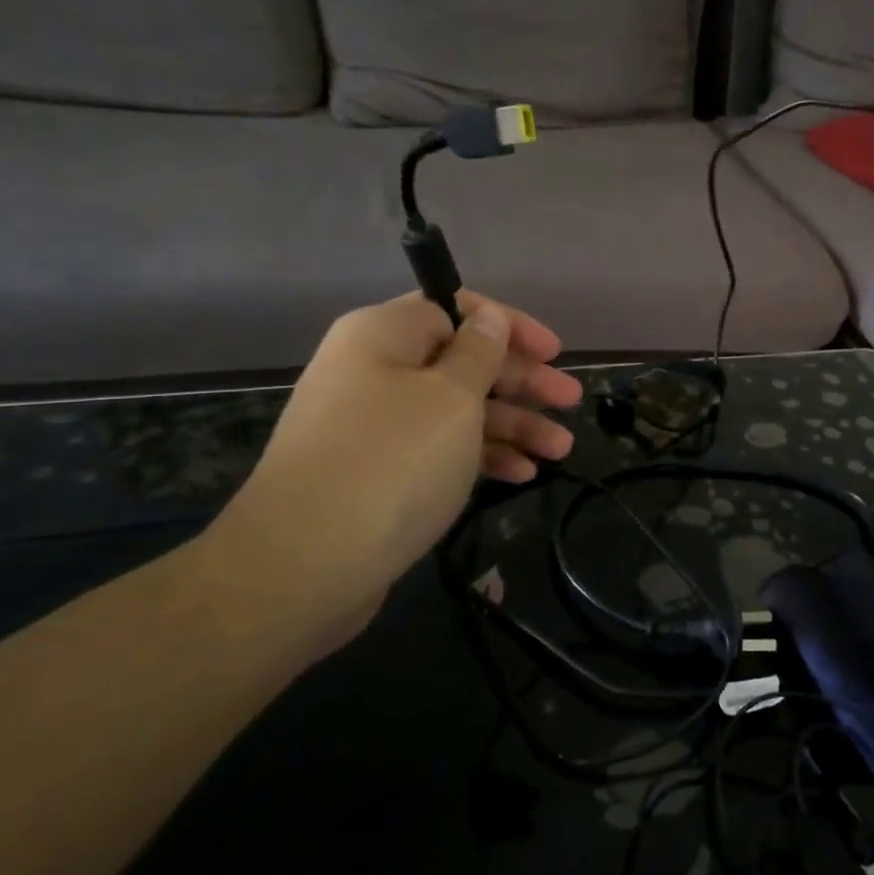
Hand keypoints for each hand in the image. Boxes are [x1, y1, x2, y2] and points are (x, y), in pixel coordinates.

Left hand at [203, 292, 583, 634]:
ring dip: (512, 425)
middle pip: (462, 362)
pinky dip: (480, 457)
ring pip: (456, 411)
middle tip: (570, 401)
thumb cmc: (393, 461)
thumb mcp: (452, 397)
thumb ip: (480, 353)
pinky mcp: (376, 473)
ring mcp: (372, 426)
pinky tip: (521, 475)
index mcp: (383, 336)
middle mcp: (373, 372)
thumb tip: (489, 318)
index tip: (553, 352)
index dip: (509, 326)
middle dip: (521, 382)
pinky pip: (438, 450)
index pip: (454, 309)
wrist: (304, 565)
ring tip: (560, 449)